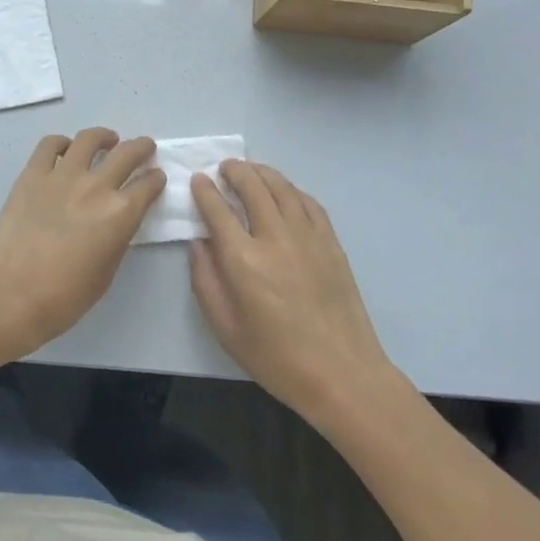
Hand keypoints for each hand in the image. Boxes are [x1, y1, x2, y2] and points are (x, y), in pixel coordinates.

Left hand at [0, 129, 165, 357]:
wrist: (8, 296)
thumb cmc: (63, 298)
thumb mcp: (106, 273)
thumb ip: (116, 239)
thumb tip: (117, 222)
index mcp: (120, 214)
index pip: (148, 185)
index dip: (156, 180)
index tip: (156, 178)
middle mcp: (96, 186)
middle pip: (127, 153)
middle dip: (142, 148)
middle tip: (145, 148)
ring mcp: (61, 175)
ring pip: (89, 139)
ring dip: (104, 137)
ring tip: (107, 140)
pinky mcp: (31, 174)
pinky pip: (49, 145)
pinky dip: (62, 143)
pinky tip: (65, 150)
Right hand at [189, 160, 393, 424]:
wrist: (342, 373)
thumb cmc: (277, 358)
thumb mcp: (225, 328)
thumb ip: (205, 280)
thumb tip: (200, 243)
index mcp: (243, 260)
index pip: (218, 210)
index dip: (205, 191)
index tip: (198, 180)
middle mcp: (274, 238)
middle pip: (252, 187)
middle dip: (234, 171)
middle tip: (224, 167)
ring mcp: (307, 237)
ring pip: (282, 188)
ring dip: (262, 173)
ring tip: (250, 170)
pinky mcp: (331, 243)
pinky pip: (309, 203)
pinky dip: (292, 190)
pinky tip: (285, 192)